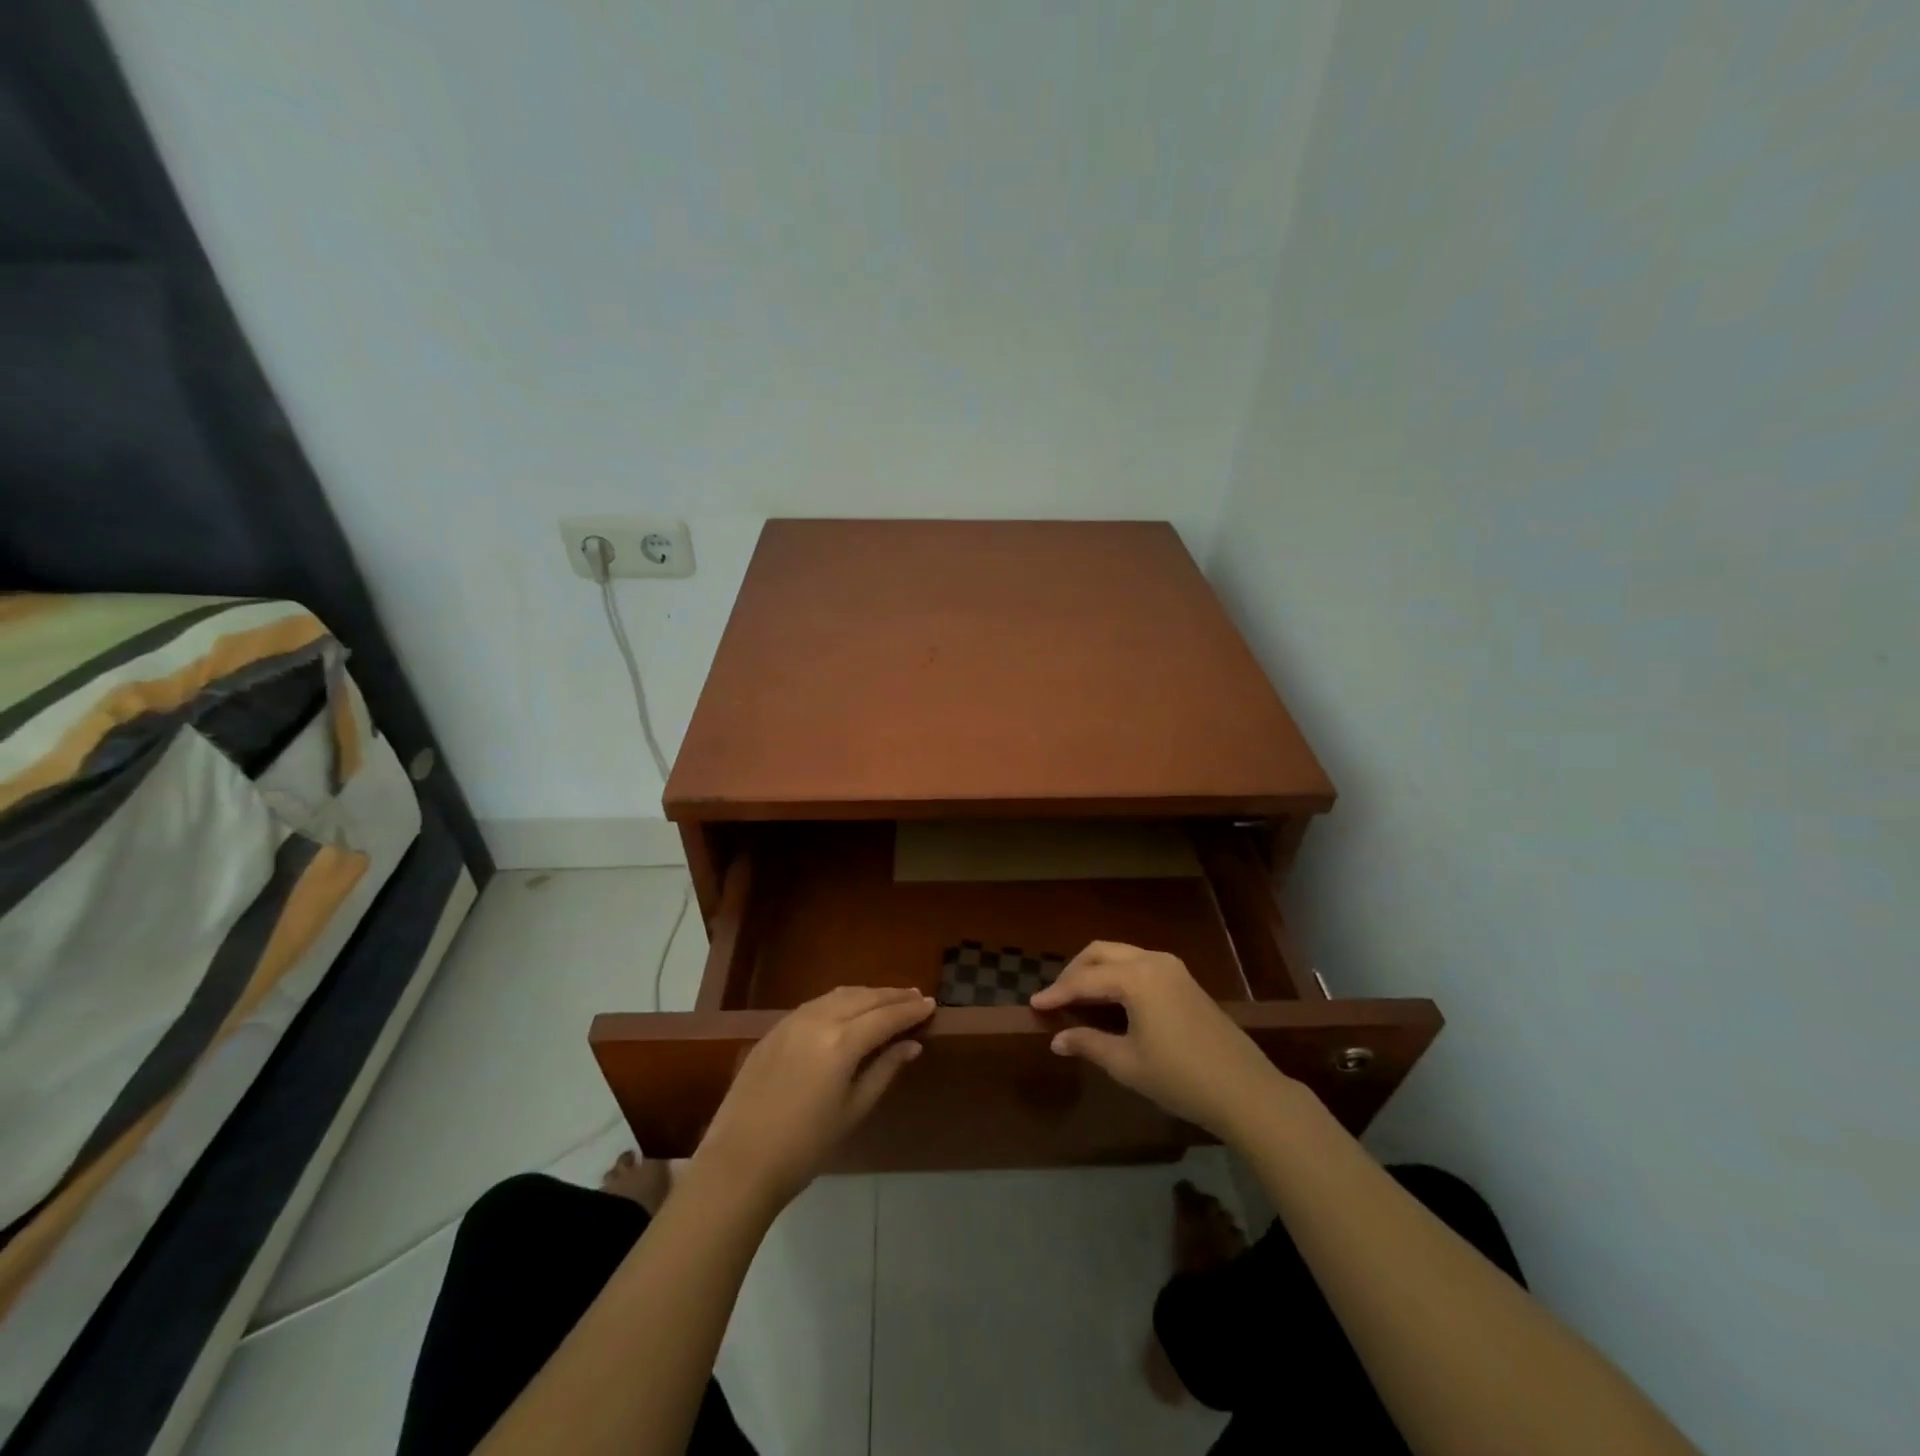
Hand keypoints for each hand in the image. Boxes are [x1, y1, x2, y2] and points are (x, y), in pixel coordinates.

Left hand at [696, 986, 934, 1208]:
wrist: (740, 1162)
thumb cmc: (805, 1146)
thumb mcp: (853, 1111)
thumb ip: (883, 1070)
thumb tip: (911, 1045)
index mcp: (841, 1042)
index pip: (885, 1017)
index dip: (910, 1010)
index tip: (931, 1004)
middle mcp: (818, 1020)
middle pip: (864, 998)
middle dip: (892, 996)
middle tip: (916, 996)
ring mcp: (792, 1021)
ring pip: (839, 995)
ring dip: (867, 994)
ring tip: (888, 999)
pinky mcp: (774, 1029)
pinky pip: (817, 1003)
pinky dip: (840, 1001)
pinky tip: (849, 1009)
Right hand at [1029, 941, 1291, 1142]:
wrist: (1245, 1090)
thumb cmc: (1180, 1078)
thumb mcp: (1127, 1064)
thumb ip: (1088, 1044)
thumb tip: (1057, 1039)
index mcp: (1136, 977)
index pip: (1084, 979)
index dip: (1056, 993)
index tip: (1033, 1004)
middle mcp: (1153, 961)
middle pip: (1101, 952)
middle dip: (1074, 971)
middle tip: (1055, 998)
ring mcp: (1173, 968)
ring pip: (1121, 955)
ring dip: (1096, 970)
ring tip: (1078, 998)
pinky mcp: (1184, 980)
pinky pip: (1139, 965)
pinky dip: (1117, 975)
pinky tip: (1109, 999)